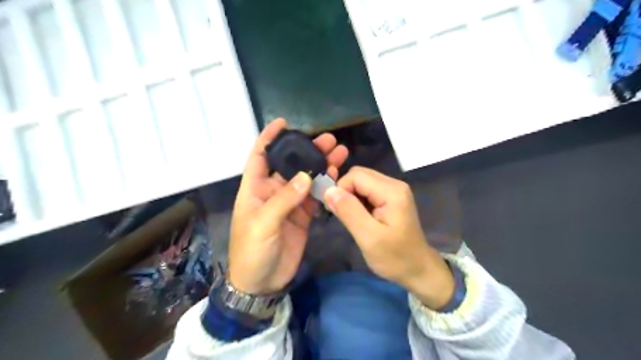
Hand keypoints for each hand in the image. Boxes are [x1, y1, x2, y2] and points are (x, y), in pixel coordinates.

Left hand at [229, 118, 349, 294]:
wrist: (262, 282)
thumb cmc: (252, 250)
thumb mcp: (263, 223)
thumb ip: (284, 199)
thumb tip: (306, 175)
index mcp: (255, 188)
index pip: (260, 156)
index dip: (269, 138)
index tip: (283, 123)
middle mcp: (272, 191)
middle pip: (290, 164)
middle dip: (306, 150)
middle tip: (328, 140)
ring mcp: (289, 203)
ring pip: (306, 178)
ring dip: (320, 166)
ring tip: (339, 153)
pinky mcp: (303, 215)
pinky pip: (314, 196)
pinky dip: (325, 186)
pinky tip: (336, 176)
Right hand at [326, 166, 455, 308]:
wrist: (418, 269)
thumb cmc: (395, 257)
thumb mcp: (369, 238)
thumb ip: (349, 211)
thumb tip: (328, 190)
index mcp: (392, 191)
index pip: (356, 175)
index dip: (341, 190)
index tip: (336, 212)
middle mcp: (394, 184)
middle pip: (359, 175)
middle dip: (345, 192)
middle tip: (343, 216)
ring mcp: (394, 190)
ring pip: (361, 182)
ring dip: (350, 197)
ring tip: (351, 219)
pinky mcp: (391, 197)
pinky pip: (367, 190)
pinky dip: (357, 201)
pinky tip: (359, 217)